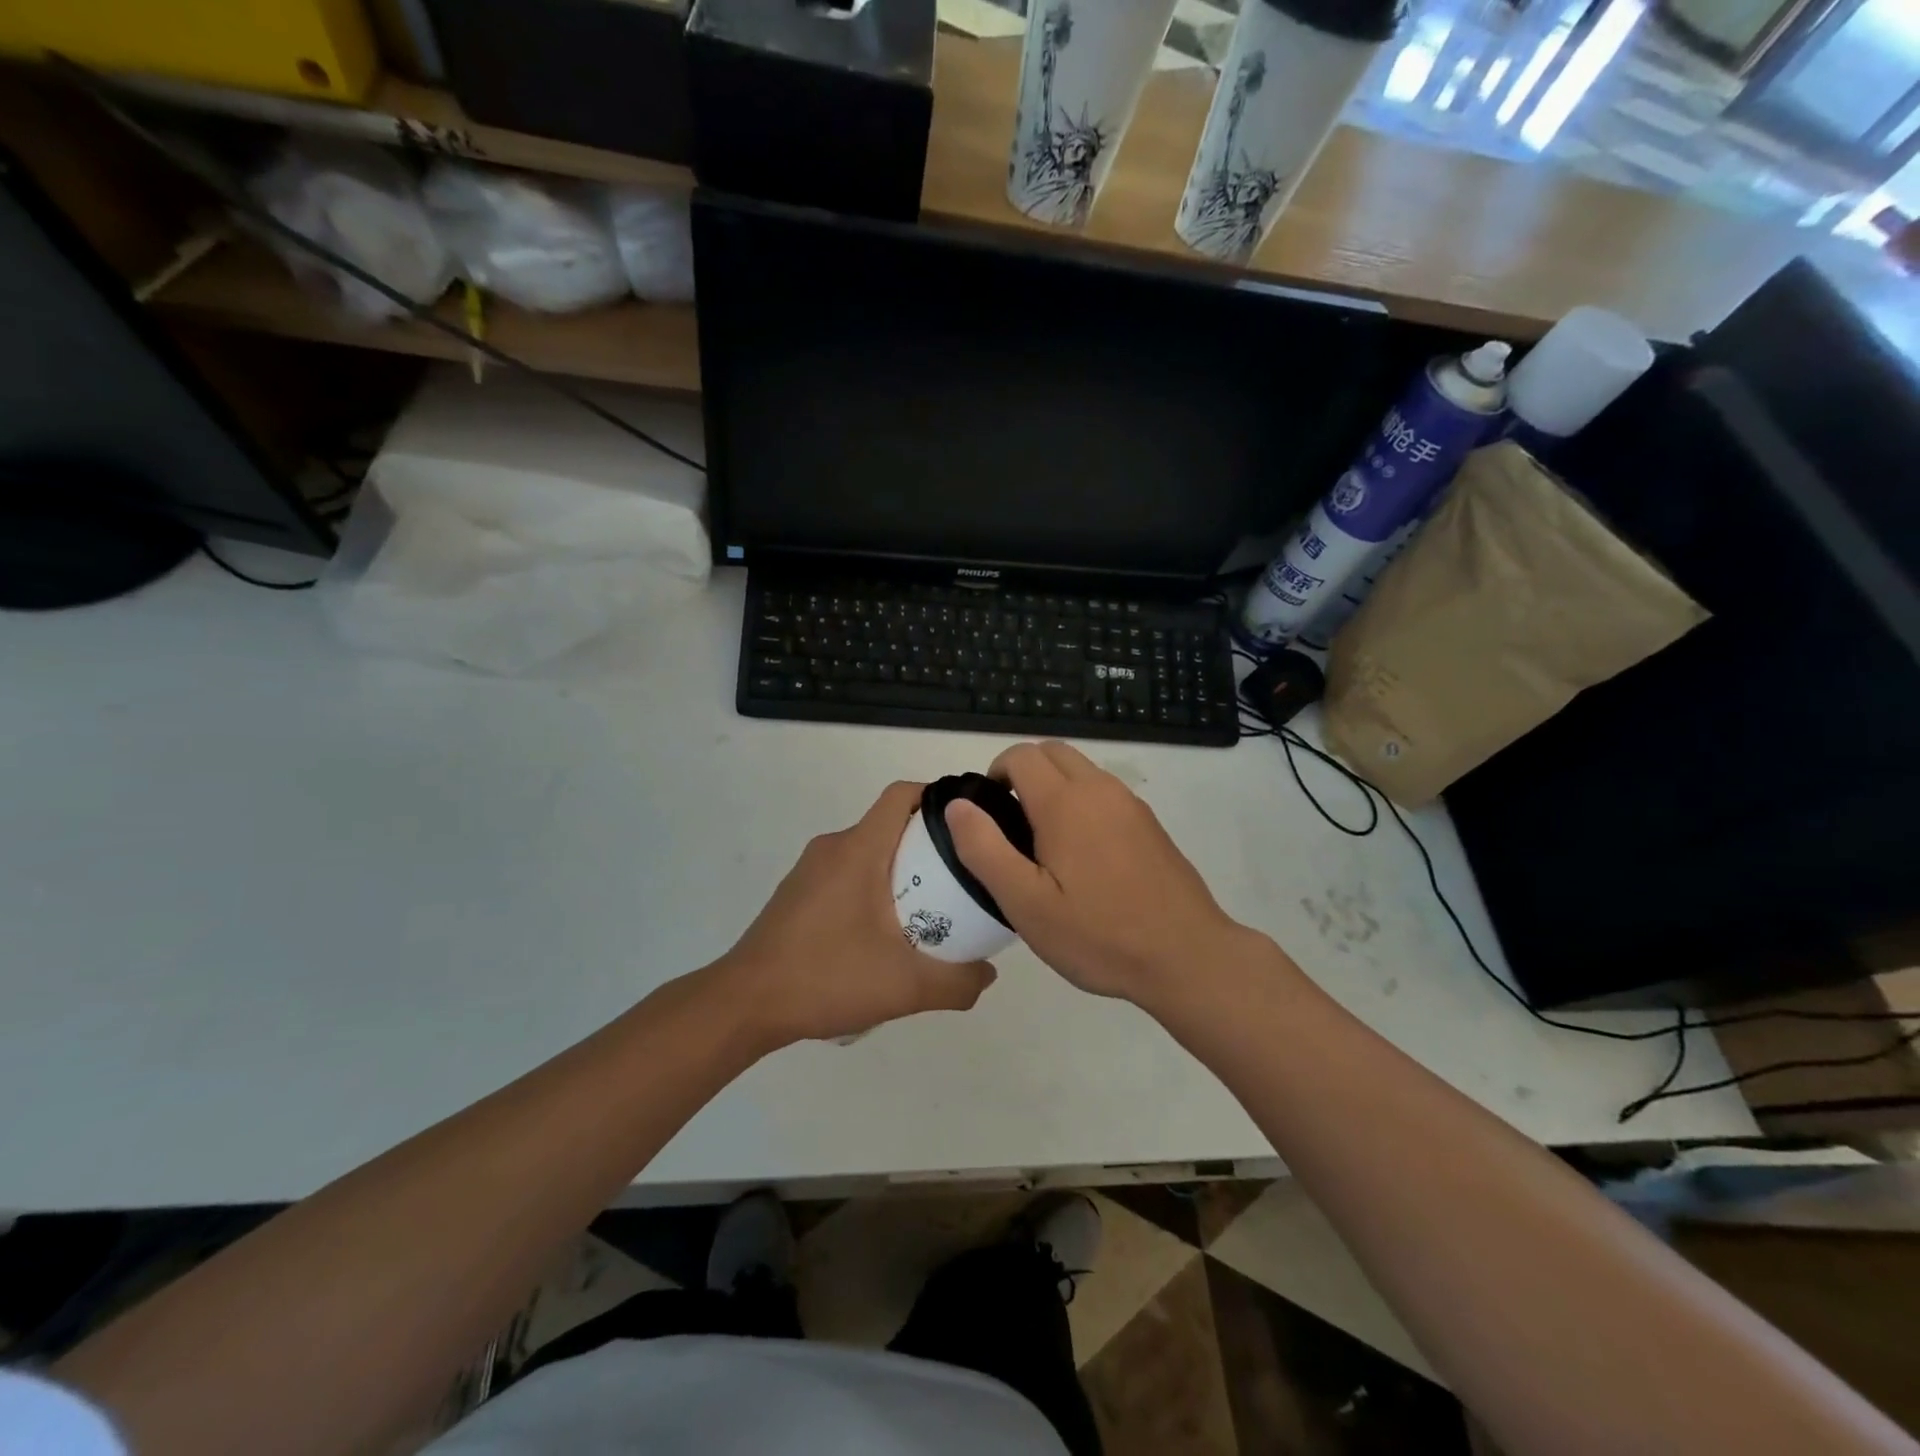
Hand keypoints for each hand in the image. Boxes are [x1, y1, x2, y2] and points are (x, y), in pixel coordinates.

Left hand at [709, 781, 997, 1049]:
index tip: (969, 824)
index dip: (938, 797)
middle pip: (890, 825)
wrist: (746, 1003)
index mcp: (859, 850)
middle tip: (961, 878)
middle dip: (929, 844)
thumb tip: (988, 973)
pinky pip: (846, 873)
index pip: (901, 795)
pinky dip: (873, 887)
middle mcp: (833, 848)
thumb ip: (957, 982)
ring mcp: (810, 870)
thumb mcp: (905, 987)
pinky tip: (883, 933)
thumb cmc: (826, 977)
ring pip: (868, 852)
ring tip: (930, 909)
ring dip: (901, 869)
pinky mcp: (798, 893)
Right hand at [944, 741, 1252, 1011]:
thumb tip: (958, 805)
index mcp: (1065, 802)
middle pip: (1052, 752)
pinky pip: (1105, 794)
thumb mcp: (1026, 903)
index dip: (995, 773)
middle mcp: (1100, 789)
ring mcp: (1131, 805)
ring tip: (1043, 844)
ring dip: (1054, 786)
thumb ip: (985, 849)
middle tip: (1011, 824)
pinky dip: (1082, 803)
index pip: (1021, 755)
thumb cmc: (1099, 935)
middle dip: (1023, 772)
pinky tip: (1083, 858)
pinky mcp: (1150, 824)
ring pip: (1082, 770)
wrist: (1186, 957)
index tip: (988, 814)